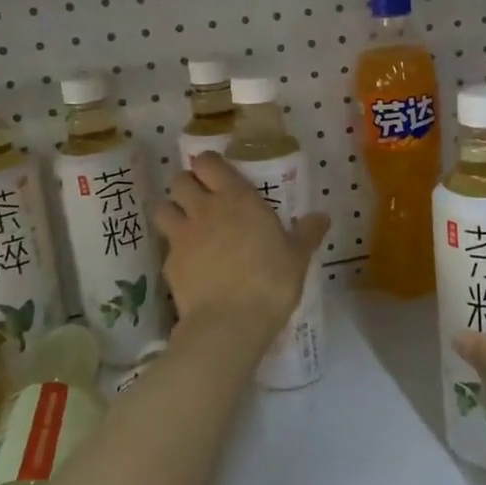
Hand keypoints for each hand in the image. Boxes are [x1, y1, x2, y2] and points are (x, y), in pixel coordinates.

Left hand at [154, 153, 329, 332]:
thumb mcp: (298, 257)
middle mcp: (204, 209)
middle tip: (203, 200)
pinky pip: (166, 246)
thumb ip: (308, 233)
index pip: (208, 162)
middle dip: (187, 185)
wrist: (230, 322)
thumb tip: (322, 217)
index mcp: (236, 198)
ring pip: (163, 208)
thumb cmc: (270, 281)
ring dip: (172, 212)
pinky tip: (190, 264)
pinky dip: (175, 250)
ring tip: (187, 226)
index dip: (208, 165)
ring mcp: (182, 235)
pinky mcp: (169, 263)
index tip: (217, 175)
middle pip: (179, 180)